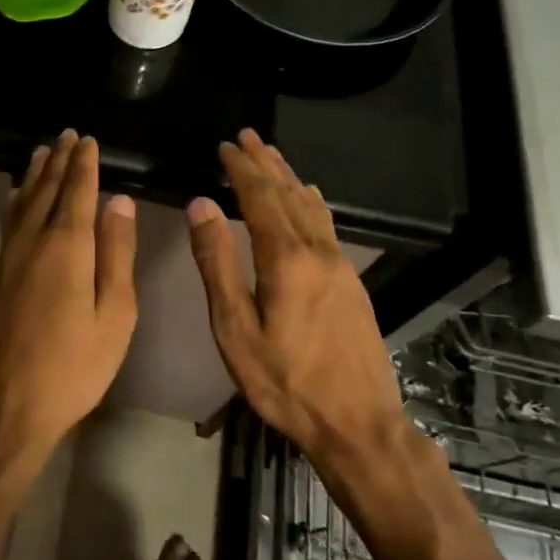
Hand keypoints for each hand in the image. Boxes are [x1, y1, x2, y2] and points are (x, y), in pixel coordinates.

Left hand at [0, 131, 137, 480]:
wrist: (1, 408)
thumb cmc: (71, 369)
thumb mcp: (113, 317)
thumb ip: (115, 255)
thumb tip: (118, 201)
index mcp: (65, 248)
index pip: (76, 192)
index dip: (83, 164)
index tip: (87, 140)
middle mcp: (30, 243)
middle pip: (45, 191)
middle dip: (58, 161)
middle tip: (66, 136)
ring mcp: (4, 260)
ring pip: (20, 204)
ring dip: (33, 176)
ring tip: (40, 153)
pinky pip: (6, 224)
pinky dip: (15, 202)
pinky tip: (14, 200)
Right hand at [186, 129, 403, 460]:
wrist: (357, 423)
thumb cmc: (285, 381)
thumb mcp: (235, 328)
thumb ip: (217, 263)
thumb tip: (201, 205)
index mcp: (286, 258)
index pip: (261, 197)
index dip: (242, 169)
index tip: (225, 145)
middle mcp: (317, 251)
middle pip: (288, 194)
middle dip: (265, 163)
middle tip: (247, 136)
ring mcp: (340, 265)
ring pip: (311, 206)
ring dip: (288, 177)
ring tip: (272, 155)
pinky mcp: (351, 281)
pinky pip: (326, 224)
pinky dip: (310, 201)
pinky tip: (309, 198)